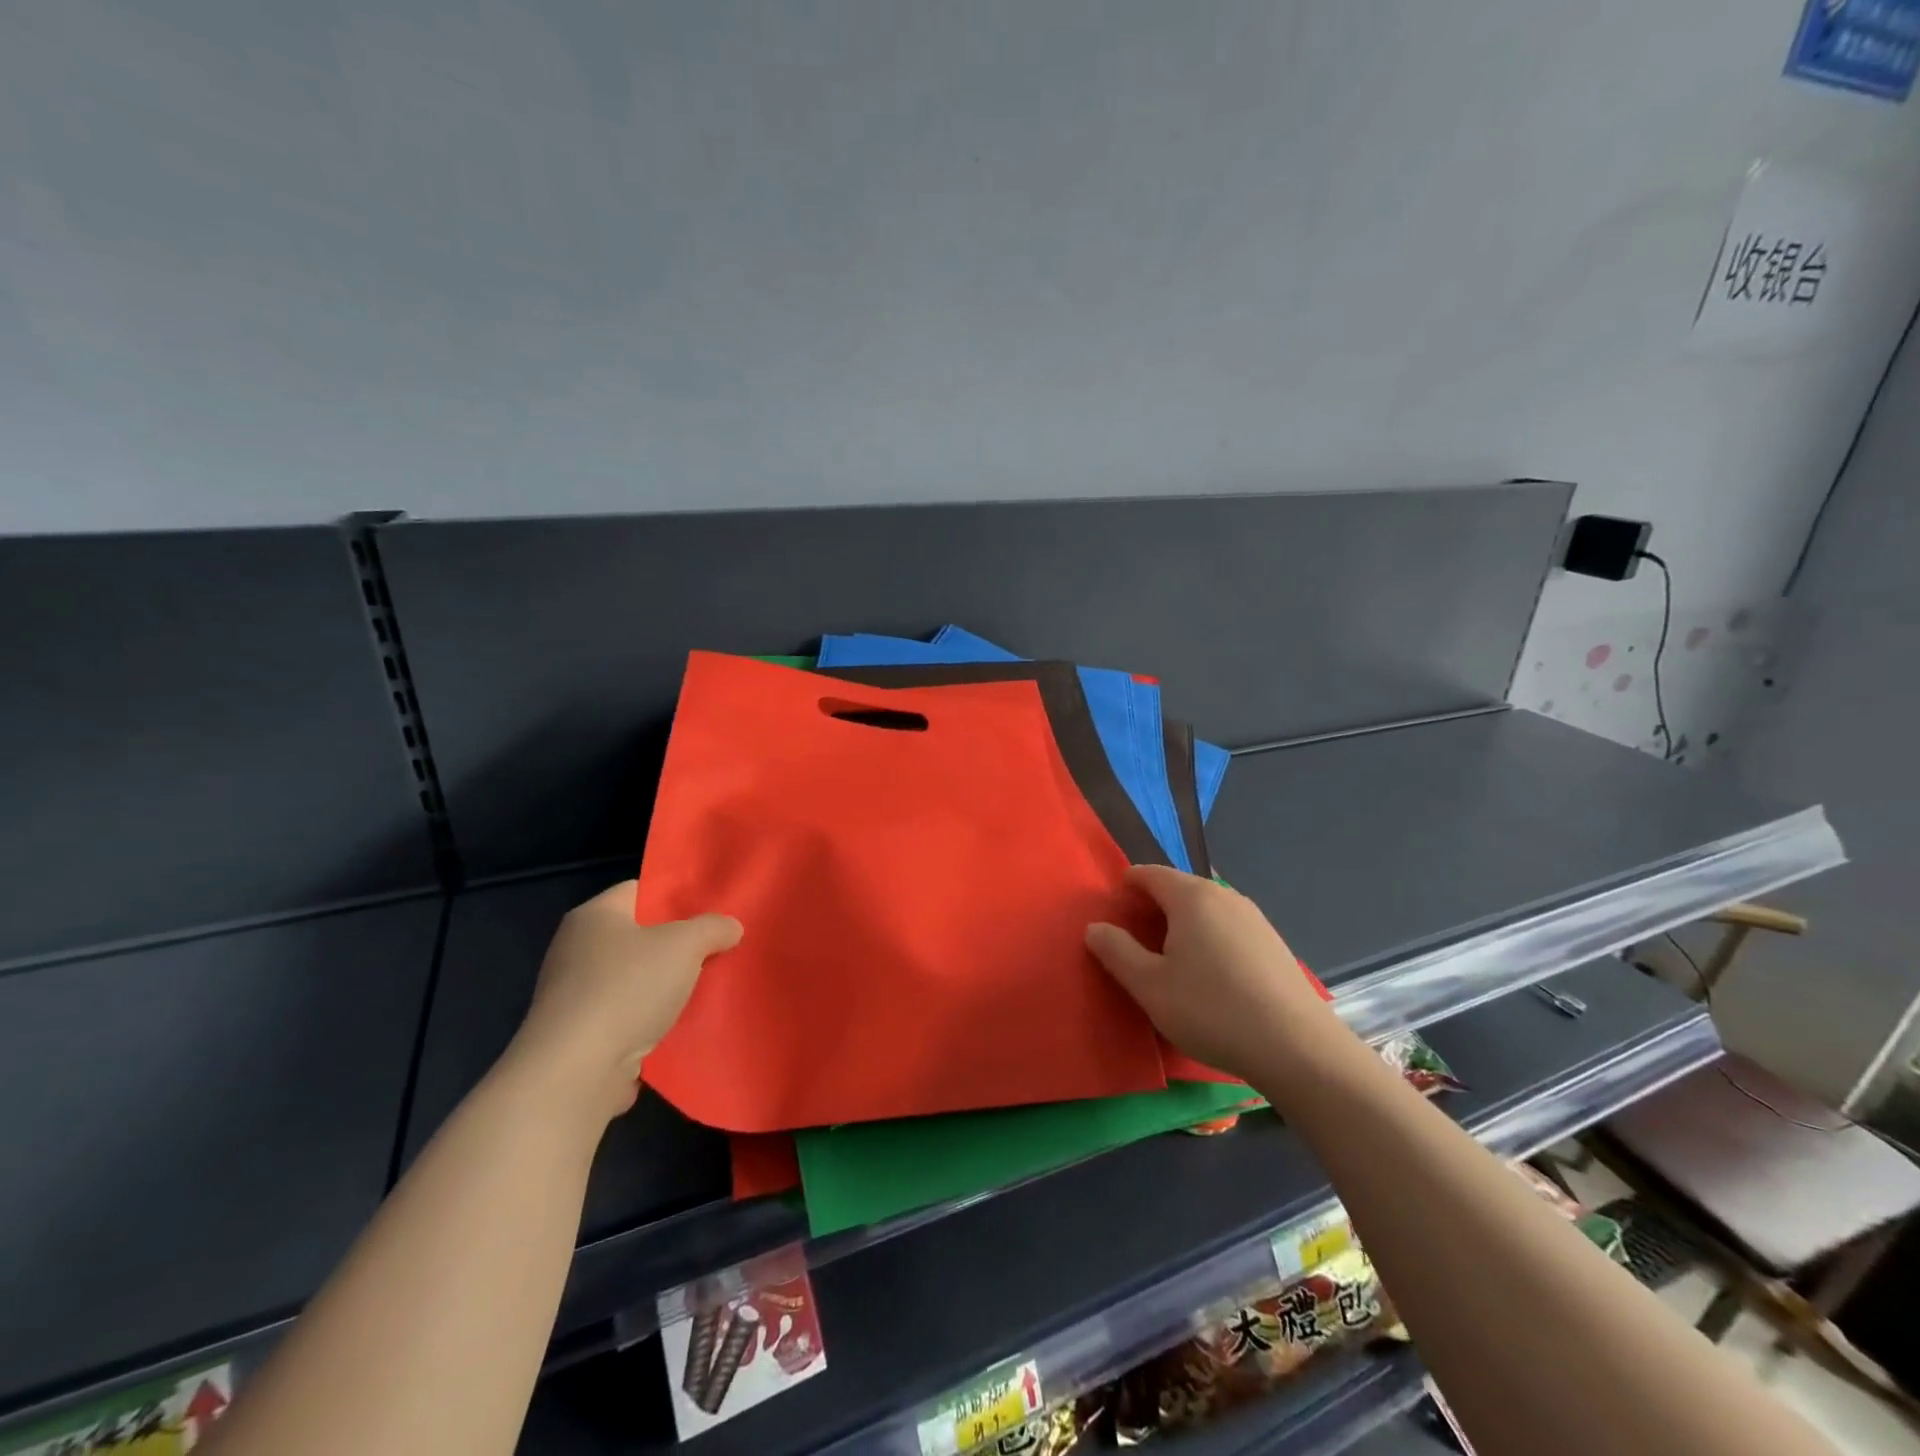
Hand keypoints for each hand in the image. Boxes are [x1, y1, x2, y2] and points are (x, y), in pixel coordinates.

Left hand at [506, 881, 741, 1122]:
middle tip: (717, 948)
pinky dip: (651, 1022)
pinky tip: (681, 1026)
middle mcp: (576, 949)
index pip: (640, 890)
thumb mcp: (685, 945)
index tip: (711, 910)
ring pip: (635, 979)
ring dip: (666, 987)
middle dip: (677, 945)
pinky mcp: (579, 1036)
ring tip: (707, 988)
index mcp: (594, 916)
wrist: (575, 1074)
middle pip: (639, 936)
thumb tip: (731, 926)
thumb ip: (713, 927)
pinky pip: (626, 1017)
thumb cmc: (627, 989)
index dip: (676, 897)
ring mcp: (574, 995)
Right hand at [1087, 866, 1342, 1089]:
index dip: (1125, 888)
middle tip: (1133, 944)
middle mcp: (1224, 895)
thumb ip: (1116, 951)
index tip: (1111, 914)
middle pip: (1177, 888)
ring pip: (1204, 909)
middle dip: (1151, 908)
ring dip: (1181, 925)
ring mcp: (1254, 918)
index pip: (1148, 873)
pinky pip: (1227, 928)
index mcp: (1191, 896)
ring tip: (1169, 963)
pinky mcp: (1273, 944)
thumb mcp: (1149, 986)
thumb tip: (1096, 927)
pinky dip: (1207, 939)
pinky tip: (1208, 978)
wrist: (1298, 1049)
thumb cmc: (1212, 1010)